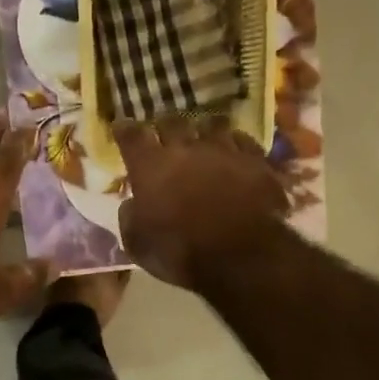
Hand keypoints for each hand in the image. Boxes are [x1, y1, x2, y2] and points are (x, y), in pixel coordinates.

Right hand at [115, 117, 288, 290]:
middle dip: (164, 127)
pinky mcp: (256, 160)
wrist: (242, 258)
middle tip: (163, 136)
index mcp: (151, 165)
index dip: (124, 131)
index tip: (122, 129)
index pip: (131, 135)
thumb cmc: (182, 253)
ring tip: (204, 139)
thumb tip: (132, 203)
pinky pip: (243, 141)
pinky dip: (235, 145)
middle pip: (171, 122)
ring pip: (211, 124)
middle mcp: (186, 147)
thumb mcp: (138, 244)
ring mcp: (225, 149)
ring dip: (203, 131)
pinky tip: (235, 153)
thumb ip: (130, 217)